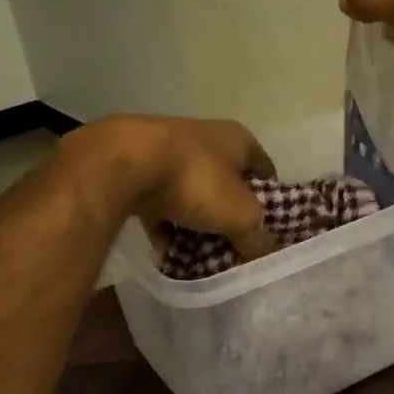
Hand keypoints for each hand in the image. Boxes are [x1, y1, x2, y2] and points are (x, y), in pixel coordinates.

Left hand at [65, 116, 280, 261]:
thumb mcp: (240, 216)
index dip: (270, 200)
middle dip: (230, 215)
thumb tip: (268, 256)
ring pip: (191, 192)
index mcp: (238, 139)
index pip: (265, 170)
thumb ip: (258, 238)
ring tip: (201, 253)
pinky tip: (165, 249)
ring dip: (196, 220)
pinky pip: (158, 202)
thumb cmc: (195, 180)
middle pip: (227, 183)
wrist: (122, 163)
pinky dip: (164, 223)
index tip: (268, 229)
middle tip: (235, 246)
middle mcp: (205, 137)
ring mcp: (168, 150)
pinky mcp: (136, 166)